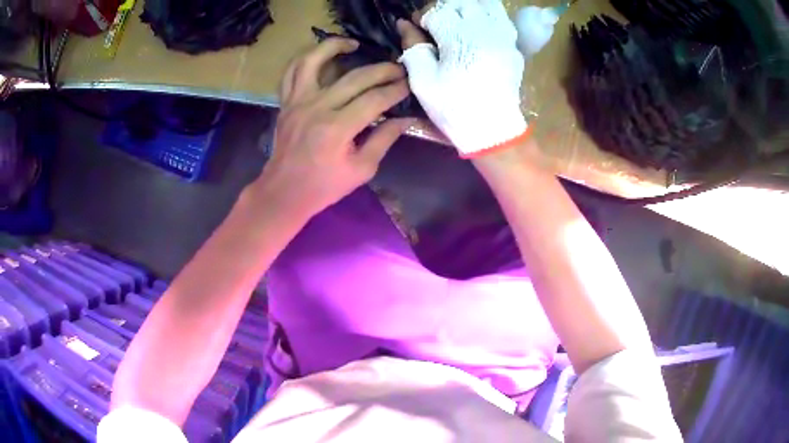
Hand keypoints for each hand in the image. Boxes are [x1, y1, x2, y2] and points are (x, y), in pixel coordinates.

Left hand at [252, 38, 413, 216]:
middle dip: (382, 70)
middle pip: (355, 77)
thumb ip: (384, 139)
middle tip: (398, 69)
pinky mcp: (286, 102)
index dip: (396, 91)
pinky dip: (305, 58)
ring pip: (313, 60)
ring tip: (353, 44)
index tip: (409, 86)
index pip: (375, 100)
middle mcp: (317, 108)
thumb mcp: (362, 169)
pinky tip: (320, 55)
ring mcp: (297, 102)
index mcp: (337, 129)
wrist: (284, 192)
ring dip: (335, 46)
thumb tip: (406, 119)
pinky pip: (291, 72)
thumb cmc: (324, 186)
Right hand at [397, 0, 527, 157]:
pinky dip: (488, 17)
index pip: (436, 11)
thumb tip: (403, 24)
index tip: (416, 28)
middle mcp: (484, 29)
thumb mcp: (423, 81)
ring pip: (487, 5)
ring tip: (458, 22)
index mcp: (458, 36)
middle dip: (444, 9)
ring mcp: (503, 36)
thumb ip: (413, 46)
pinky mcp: (514, 46)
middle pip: (461, 3)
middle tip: (436, 25)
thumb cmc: (454, 107)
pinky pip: (502, 19)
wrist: (493, 130)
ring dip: (468, 8)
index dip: (421, 17)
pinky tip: (478, 29)